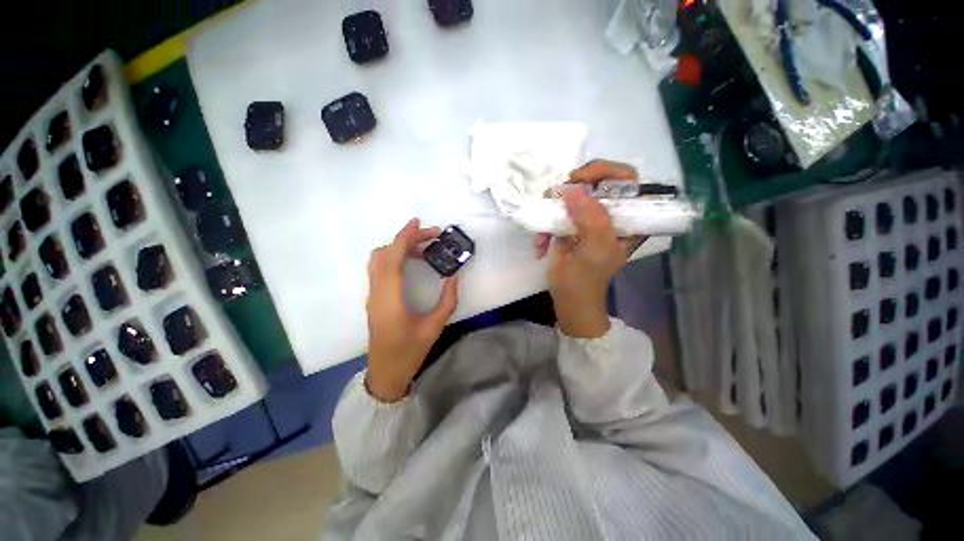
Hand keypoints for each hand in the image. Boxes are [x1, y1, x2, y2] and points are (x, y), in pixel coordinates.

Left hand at [366, 219, 458, 401]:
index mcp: (390, 299)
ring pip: (379, 259)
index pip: (392, 258)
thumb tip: (454, 277)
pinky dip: (394, 256)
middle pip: (384, 254)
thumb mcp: (434, 327)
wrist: (386, 372)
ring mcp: (372, 294)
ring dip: (399, 247)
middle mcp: (377, 292)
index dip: (404, 237)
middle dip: (406, 239)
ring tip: (424, 247)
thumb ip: (447, 300)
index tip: (419, 223)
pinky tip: (412, 260)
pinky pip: (380, 268)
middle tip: (431, 237)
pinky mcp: (374, 297)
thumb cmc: (410, 352)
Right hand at [535, 160, 644, 337]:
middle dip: (570, 191)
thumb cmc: (585, 281)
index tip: (577, 180)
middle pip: (594, 183)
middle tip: (554, 198)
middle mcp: (610, 216)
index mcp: (628, 220)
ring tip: (542, 236)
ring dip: (552, 212)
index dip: (604, 171)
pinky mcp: (571, 227)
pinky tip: (541, 245)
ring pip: (571, 198)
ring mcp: (588, 220)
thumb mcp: (593, 251)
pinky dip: (544, 226)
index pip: (627, 179)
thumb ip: (591, 219)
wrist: (569, 302)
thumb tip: (573, 189)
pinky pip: (556, 214)